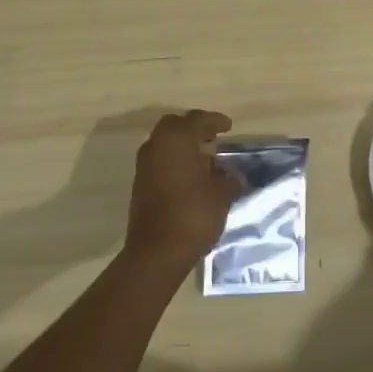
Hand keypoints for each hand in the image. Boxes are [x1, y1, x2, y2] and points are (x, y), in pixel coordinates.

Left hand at [124, 109, 239, 272]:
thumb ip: (229, 179)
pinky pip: (159, 160)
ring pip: (164, 143)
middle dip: (194, 129)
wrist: (156, 252)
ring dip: (183, 146)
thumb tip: (232, 175)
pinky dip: (174, 160)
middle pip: (176, 126)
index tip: (229, 127)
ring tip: (204, 160)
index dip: (215, 121)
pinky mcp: (139, 183)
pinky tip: (190, 177)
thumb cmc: (193, 214)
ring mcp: (144, 164)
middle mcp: (157, 145)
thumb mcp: (222, 195)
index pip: (198, 119)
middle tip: (212, 139)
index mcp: (178, 139)